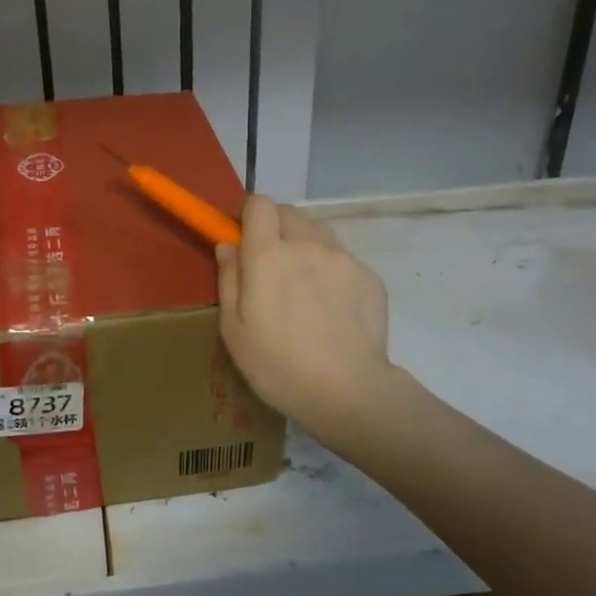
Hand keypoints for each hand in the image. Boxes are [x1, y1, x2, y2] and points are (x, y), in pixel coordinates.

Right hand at [217, 195, 392, 437]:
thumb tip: (227, 245)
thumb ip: (229, 278)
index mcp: (268, 254)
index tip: (244, 236)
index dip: (249, 213)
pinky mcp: (369, 276)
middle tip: (271, 264)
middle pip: (289, 212)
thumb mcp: (234, 329)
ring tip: (304, 286)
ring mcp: (342, 258)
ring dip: (305, 245)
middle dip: (276, 227)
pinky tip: (331, 309)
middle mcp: (307, 244)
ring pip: (318, 232)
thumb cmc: (277, 365)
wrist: (348, 392)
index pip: (259, 203)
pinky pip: (343, 259)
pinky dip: (332, 271)